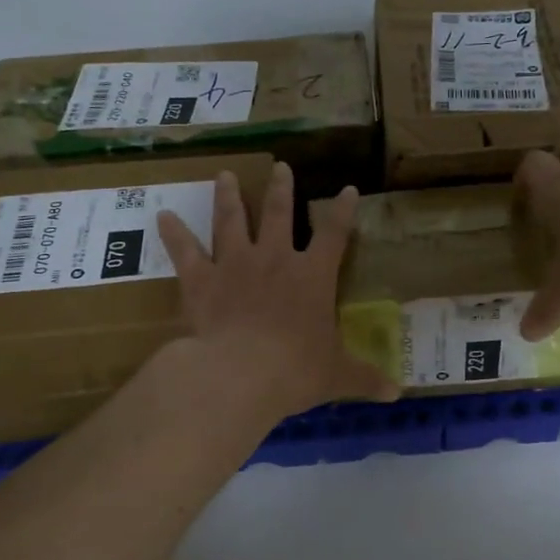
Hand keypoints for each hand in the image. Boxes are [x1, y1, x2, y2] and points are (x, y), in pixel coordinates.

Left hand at [157, 163, 398, 419]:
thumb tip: (397, 393)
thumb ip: (365, 378)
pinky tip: (163, 216)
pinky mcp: (201, 280)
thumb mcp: (336, 375)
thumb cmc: (295, 370)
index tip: (348, 189)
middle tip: (281, 167)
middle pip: (278, 213)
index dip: (343, 210)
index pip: (334, 234)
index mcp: (312, 277)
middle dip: (281, 189)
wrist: (240, 374)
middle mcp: (274, 260)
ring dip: (227, 196)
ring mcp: (234, 265)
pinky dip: (174, 234)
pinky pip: (185, 251)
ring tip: (224, 175)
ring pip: (230, 220)